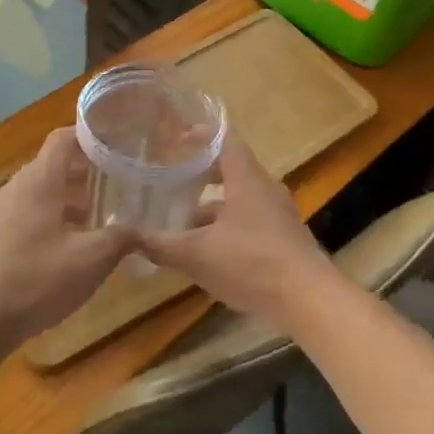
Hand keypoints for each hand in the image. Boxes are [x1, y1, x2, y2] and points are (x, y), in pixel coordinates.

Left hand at [0, 128, 135, 352]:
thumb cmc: (37, 278)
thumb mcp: (92, 259)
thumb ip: (122, 238)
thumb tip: (143, 231)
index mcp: (40, 180)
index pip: (64, 138)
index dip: (91, 135)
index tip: (119, 142)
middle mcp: (18, 187)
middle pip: (55, 164)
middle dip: (87, 171)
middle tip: (119, 181)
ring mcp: (2, 212)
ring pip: (43, 191)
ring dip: (71, 198)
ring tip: (101, 216)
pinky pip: (29, 213)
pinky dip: (53, 217)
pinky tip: (72, 246)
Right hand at [133, 134, 333, 331]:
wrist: (308, 299)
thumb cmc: (252, 263)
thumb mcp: (198, 255)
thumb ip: (161, 244)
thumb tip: (125, 236)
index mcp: (247, 179)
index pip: (225, 140)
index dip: (201, 134)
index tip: (177, 136)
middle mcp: (265, 188)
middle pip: (232, 168)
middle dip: (202, 172)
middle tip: (173, 176)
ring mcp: (278, 213)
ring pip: (240, 197)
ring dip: (212, 204)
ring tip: (182, 219)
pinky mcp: (283, 237)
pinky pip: (250, 219)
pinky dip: (227, 224)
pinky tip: (208, 249)